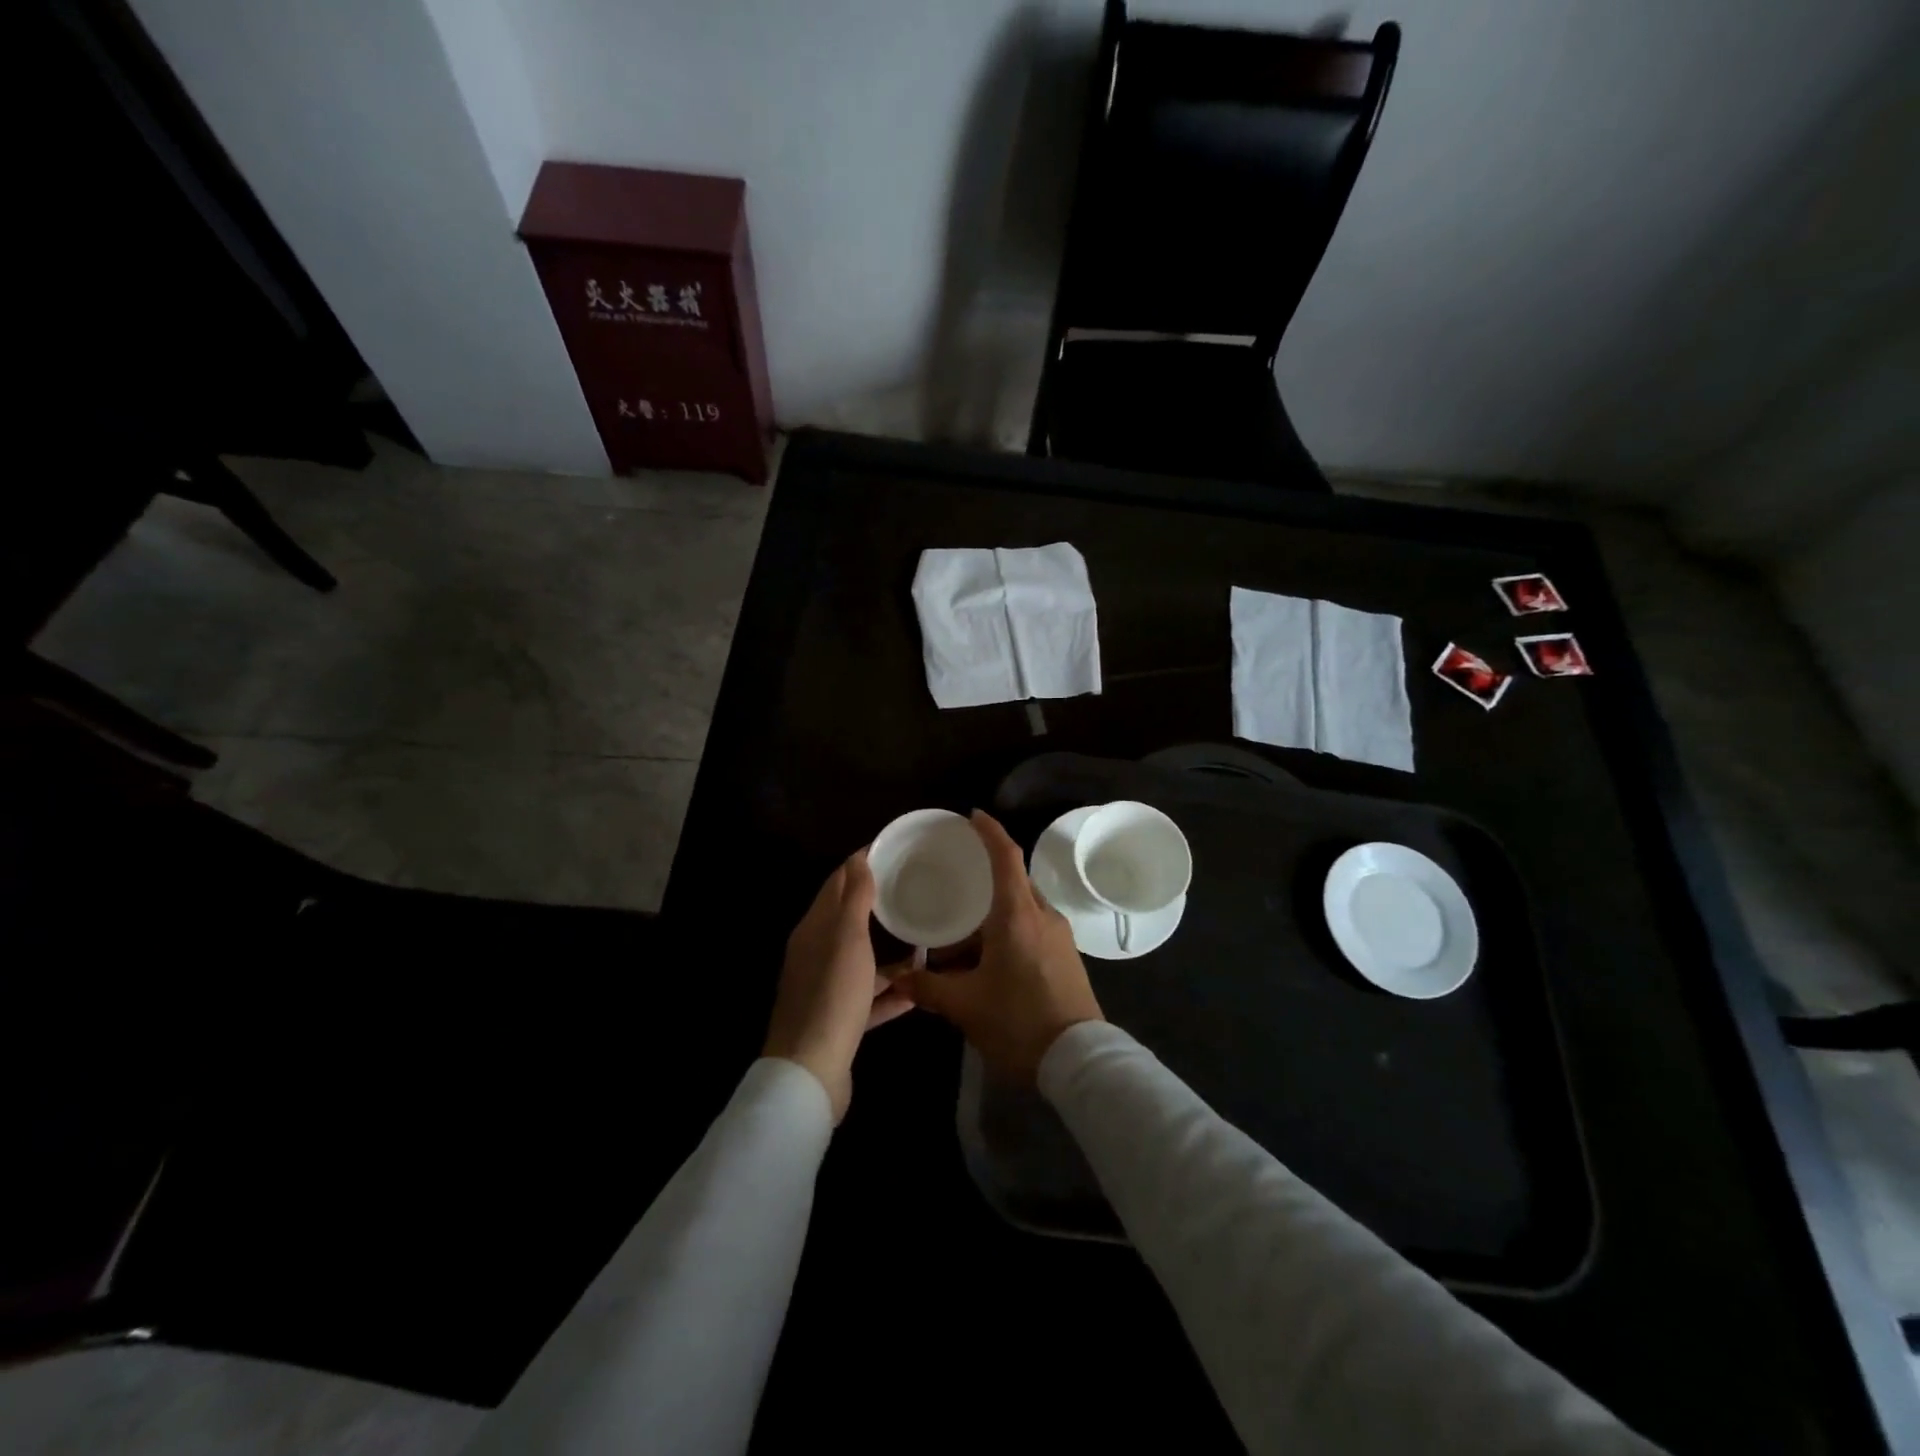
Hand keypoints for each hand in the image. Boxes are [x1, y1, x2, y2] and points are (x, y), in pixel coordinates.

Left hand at [763, 849, 913, 1122]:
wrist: (811, 1072)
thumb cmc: (832, 995)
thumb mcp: (847, 939)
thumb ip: (854, 898)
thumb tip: (859, 857)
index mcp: (814, 930)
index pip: (837, 885)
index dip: (861, 865)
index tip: (892, 850)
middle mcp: (817, 956)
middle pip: (849, 923)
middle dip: (878, 906)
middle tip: (915, 891)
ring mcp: (827, 990)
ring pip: (862, 963)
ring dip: (889, 954)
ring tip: (925, 942)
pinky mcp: (840, 1021)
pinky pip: (870, 999)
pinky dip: (891, 993)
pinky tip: (919, 990)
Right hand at [900, 811, 1102, 1082]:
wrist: (1079, 1061)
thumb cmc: (1018, 1022)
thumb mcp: (965, 1006)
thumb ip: (928, 988)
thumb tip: (898, 978)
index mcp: (1018, 915)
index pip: (1006, 857)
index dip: (989, 831)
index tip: (972, 816)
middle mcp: (1043, 916)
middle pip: (1012, 882)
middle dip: (982, 883)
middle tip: (951, 887)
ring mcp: (1059, 937)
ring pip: (1021, 910)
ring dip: (990, 918)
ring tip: (957, 944)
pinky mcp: (1066, 957)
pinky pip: (1032, 930)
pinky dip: (1006, 934)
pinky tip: (984, 964)